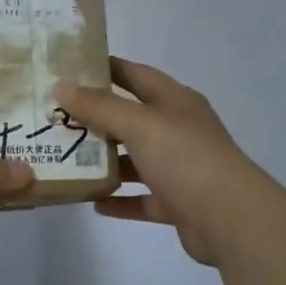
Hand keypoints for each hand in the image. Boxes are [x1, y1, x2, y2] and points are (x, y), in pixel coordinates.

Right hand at [56, 59, 262, 266]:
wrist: (229, 218)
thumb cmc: (184, 157)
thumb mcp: (139, 124)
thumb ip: (99, 107)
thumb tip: (61, 85)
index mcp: (175, 102)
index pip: (136, 75)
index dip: (107, 68)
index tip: (71, 67)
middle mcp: (178, 130)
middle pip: (132, 118)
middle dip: (97, 118)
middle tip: (56, 117)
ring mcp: (179, 168)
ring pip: (135, 160)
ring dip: (105, 161)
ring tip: (67, 159)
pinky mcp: (177, 203)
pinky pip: (141, 198)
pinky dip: (119, 199)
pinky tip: (92, 201)